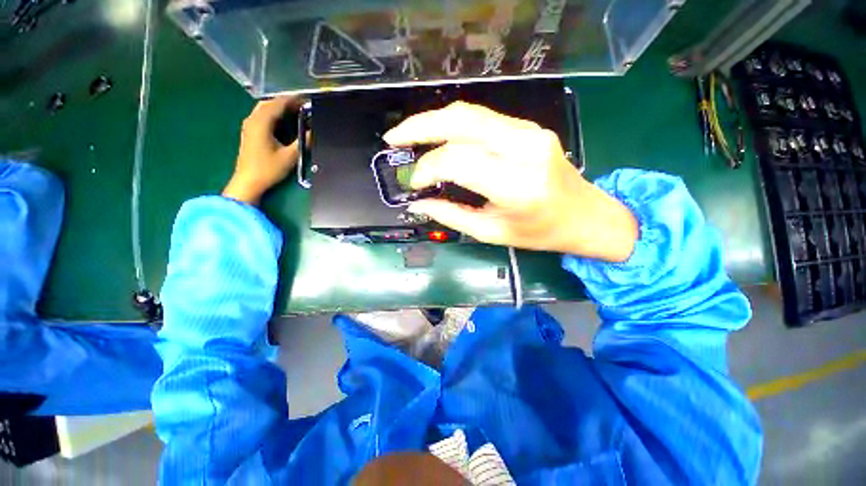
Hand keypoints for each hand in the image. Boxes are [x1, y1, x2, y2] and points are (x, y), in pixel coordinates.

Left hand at [222, 97, 303, 204]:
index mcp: (261, 122)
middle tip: (302, 105)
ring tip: (295, 111)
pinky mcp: (249, 133)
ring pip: (264, 109)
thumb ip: (303, 142)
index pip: (278, 104)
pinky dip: (273, 114)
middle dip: (285, 102)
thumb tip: (314, 132)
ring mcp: (249, 126)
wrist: (248, 181)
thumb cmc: (268, 169)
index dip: (293, 100)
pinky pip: (261, 116)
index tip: (307, 100)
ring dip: (278, 107)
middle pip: (269, 103)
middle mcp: (252, 120)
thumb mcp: (290, 156)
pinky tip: (282, 121)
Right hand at [384, 102, 637, 262]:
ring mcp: (529, 132)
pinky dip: (454, 125)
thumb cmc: (540, 233)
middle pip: (461, 122)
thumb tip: (418, 204)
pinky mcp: (529, 128)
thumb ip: (451, 216)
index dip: (428, 168)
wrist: (585, 215)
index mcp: (517, 185)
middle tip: (394, 139)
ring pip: (470, 114)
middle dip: (420, 127)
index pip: (458, 161)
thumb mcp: (492, 233)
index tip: (415, 184)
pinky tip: (438, 136)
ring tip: (409, 135)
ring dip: (434, 121)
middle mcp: (525, 149)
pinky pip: (483, 119)